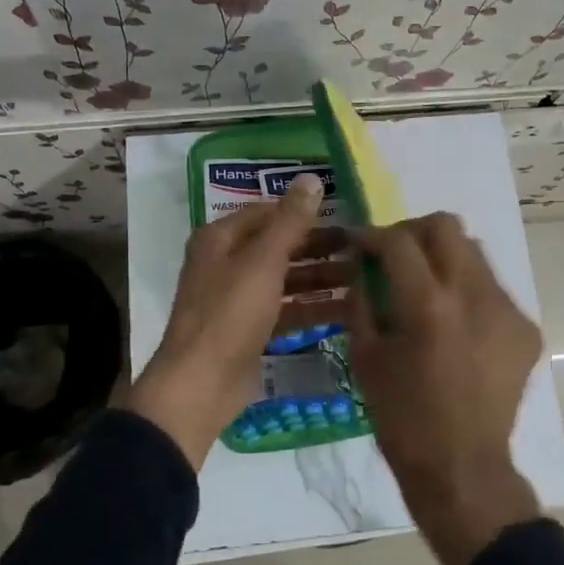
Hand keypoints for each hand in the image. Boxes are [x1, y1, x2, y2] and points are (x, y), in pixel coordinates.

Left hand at [127, 173, 336, 468]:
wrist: (200, 386)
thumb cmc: (229, 314)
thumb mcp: (263, 262)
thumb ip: (290, 221)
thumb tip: (311, 178)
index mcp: (220, 239)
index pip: (267, 213)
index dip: (303, 213)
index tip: (344, 216)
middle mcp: (226, 264)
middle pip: (279, 247)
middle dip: (318, 248)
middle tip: (360, 250)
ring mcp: (237, 300)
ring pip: (285, 280)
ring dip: (320, 279)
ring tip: (363, 280)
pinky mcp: (249, 331)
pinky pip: (285, 311)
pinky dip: (311, 308)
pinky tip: (346, 310)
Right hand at [349, 213, 544, 564]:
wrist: (462, 468)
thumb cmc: (402, 418)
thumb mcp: (366, 356)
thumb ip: (362, 299)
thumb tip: (361, 263)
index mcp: (428, 306)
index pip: (399, 240)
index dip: (373, 236)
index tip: (361, 245)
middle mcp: (474, 296)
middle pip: (446, 226)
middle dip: (413, 232)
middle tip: (396, 256)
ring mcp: (507, 310)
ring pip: (474, 251)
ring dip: (443, 257)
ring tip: (427, 288)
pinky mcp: (525, 329)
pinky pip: (492, 288)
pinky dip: (467, 291)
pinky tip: (455, 324)